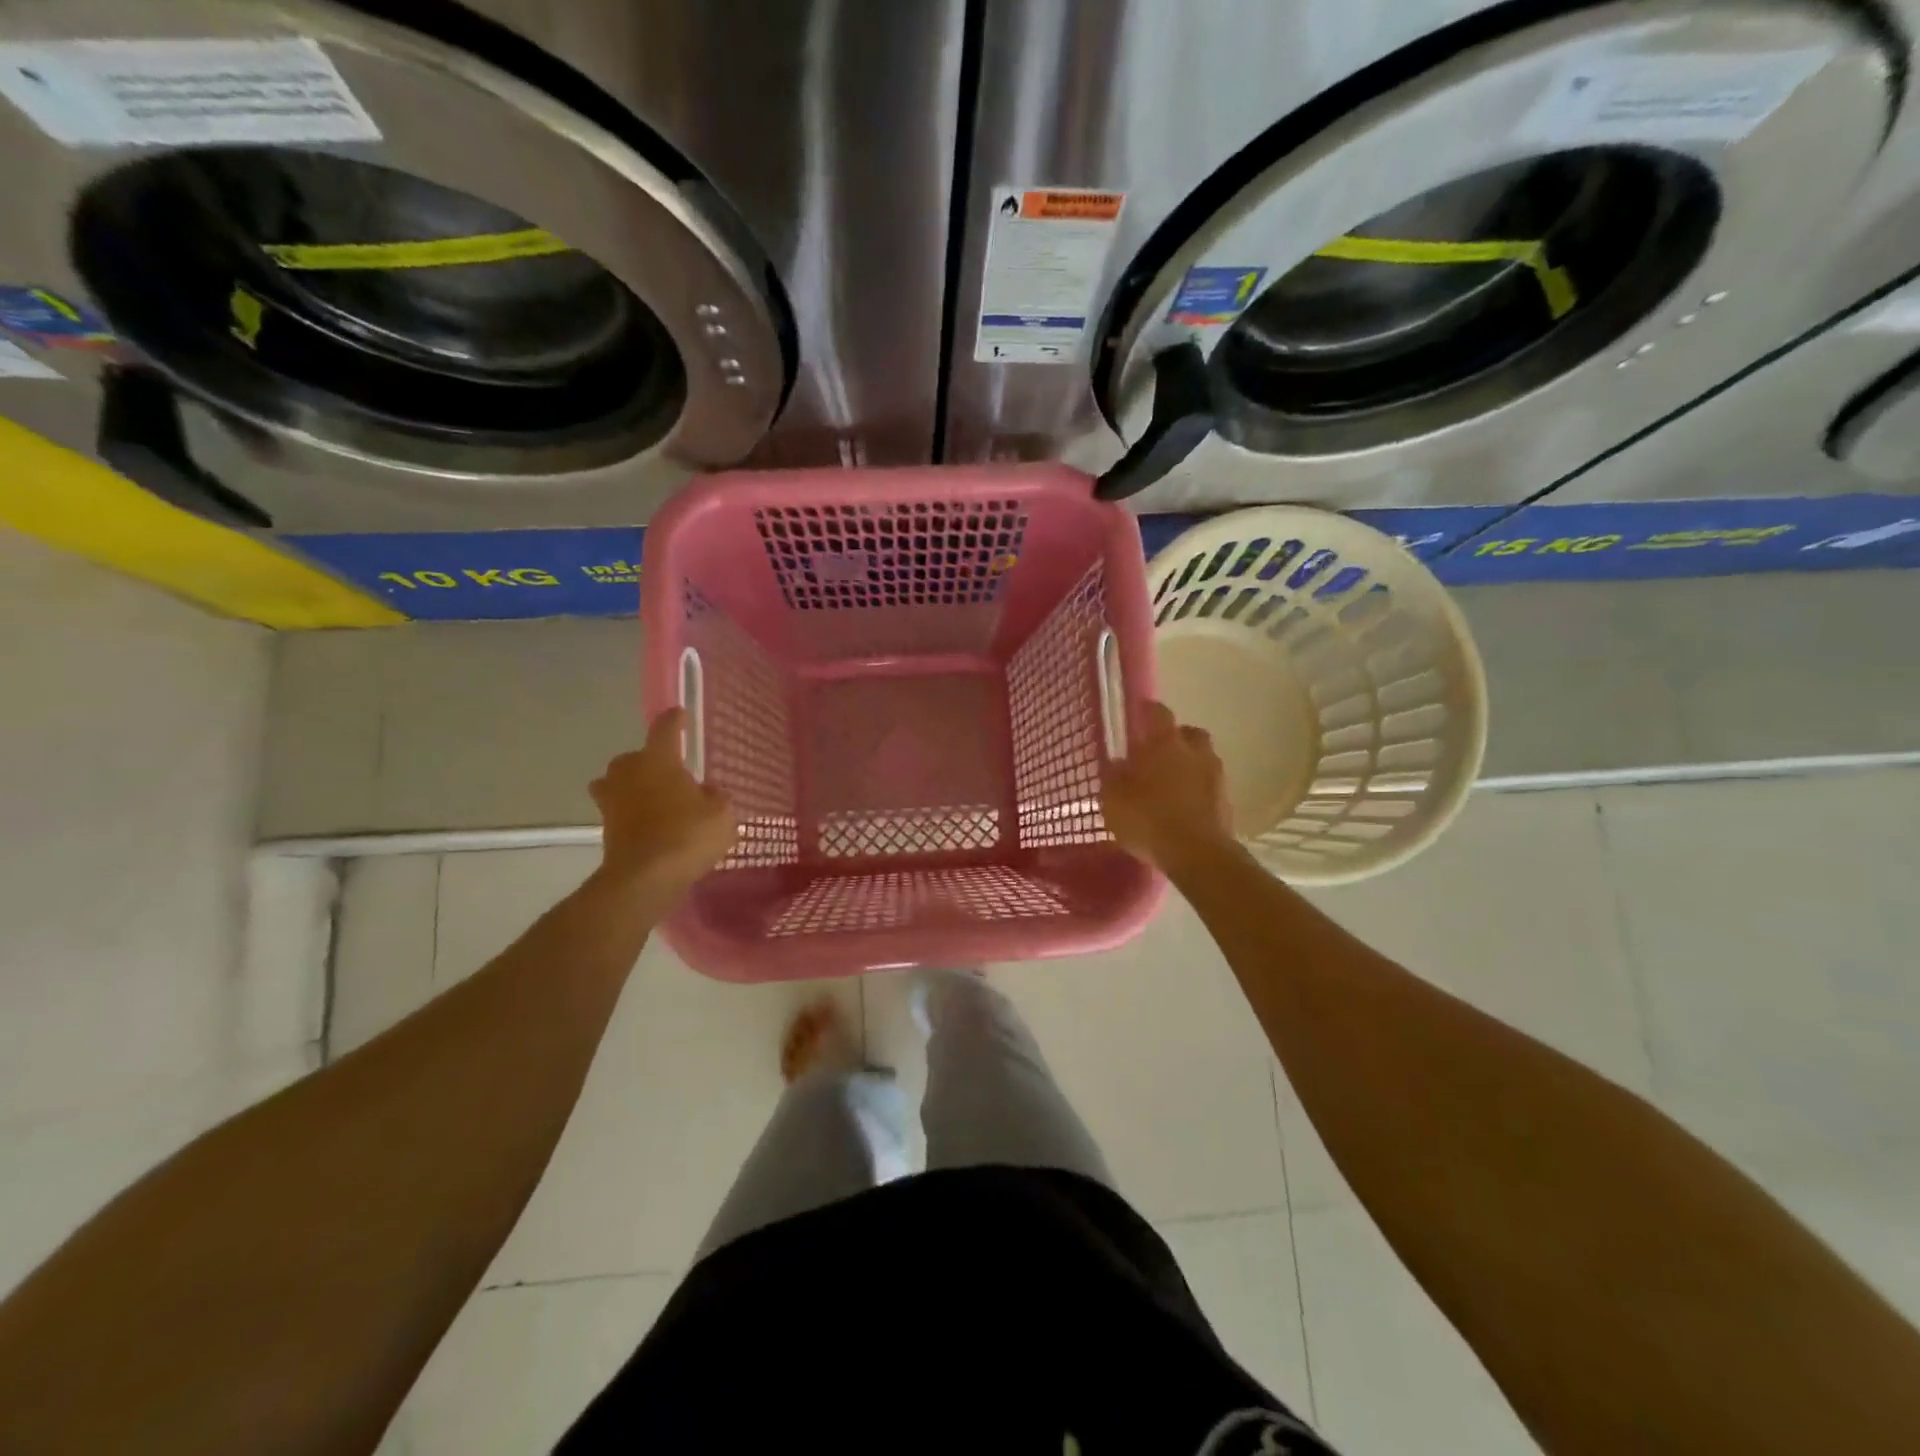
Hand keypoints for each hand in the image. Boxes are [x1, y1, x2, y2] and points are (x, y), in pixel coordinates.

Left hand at [590, 709, 736, 895]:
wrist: (644, 878)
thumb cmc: (688, 834)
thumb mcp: (721, 814)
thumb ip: (717, 798)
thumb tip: (708, 792)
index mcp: (658, 759)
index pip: (665, 729)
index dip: (674, 720)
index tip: (679, 714)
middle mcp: (629, 772)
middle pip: (636, 757)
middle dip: (650, 761)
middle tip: (671, 773)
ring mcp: (612, 801)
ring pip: (619, 783)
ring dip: (634, 787)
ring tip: (655, 799)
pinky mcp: (606, 828)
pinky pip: (620, 812)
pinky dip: (633, 815)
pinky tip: (653, 826)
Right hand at [1101, 701, 1234, 872]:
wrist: (1197, 854)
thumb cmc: (1148, 819)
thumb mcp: (1113, 799)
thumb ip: (1113, 776)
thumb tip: (1118, 763)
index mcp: (1165, 743)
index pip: (1158, 713)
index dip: (1148, 711)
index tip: (1139, 712)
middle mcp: (1195, 751)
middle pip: (1188, 733)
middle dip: (1175, 739)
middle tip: (1158, 753)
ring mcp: (1215, 775)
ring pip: (1202, 759)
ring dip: (1189, 765)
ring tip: (1171, 784)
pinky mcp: (1227, 801)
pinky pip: (1209, 786)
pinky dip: (1198, 790)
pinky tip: (1184, 807)